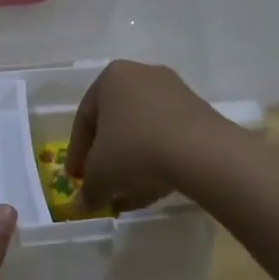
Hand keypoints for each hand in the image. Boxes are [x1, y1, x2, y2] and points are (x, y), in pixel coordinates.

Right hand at [66, 60, 231, 211]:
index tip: (77, 178)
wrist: (201, 151)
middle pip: (116, 123)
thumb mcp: (100, 176)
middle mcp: (142, 75)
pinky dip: (158, 159)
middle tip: (104, 184)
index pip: (85, 119)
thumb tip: (81, 205)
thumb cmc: (135, 151)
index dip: (78, 153)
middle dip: (108, 157)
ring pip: (143, 130)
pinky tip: (156, 186)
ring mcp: (174, 90)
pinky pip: (168, 135)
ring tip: (131, 193)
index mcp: (111, 78)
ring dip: (133, 162)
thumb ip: (87, 190)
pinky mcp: (199, 110)